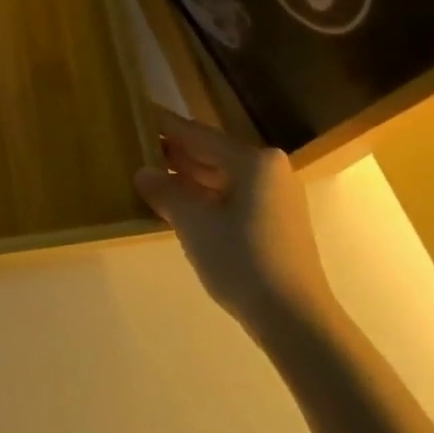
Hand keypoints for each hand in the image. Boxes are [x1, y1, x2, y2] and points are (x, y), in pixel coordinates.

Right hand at [135, 107, 328, 333]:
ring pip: (223, 179)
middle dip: (176, 154)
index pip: (199, 135)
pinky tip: (180, 205)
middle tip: (139, 146)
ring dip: (189, 179)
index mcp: (254, 161)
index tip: (142, 112)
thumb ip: (165, 192)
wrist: (294, 320)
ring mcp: (276, 198)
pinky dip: (206, 198)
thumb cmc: (241, 259)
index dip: (167, 126)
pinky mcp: (277, 224)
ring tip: (152, 175)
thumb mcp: (193, 223)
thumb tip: (142, 173)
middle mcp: (270, 171)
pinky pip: (233, 198)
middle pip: (213, 155)